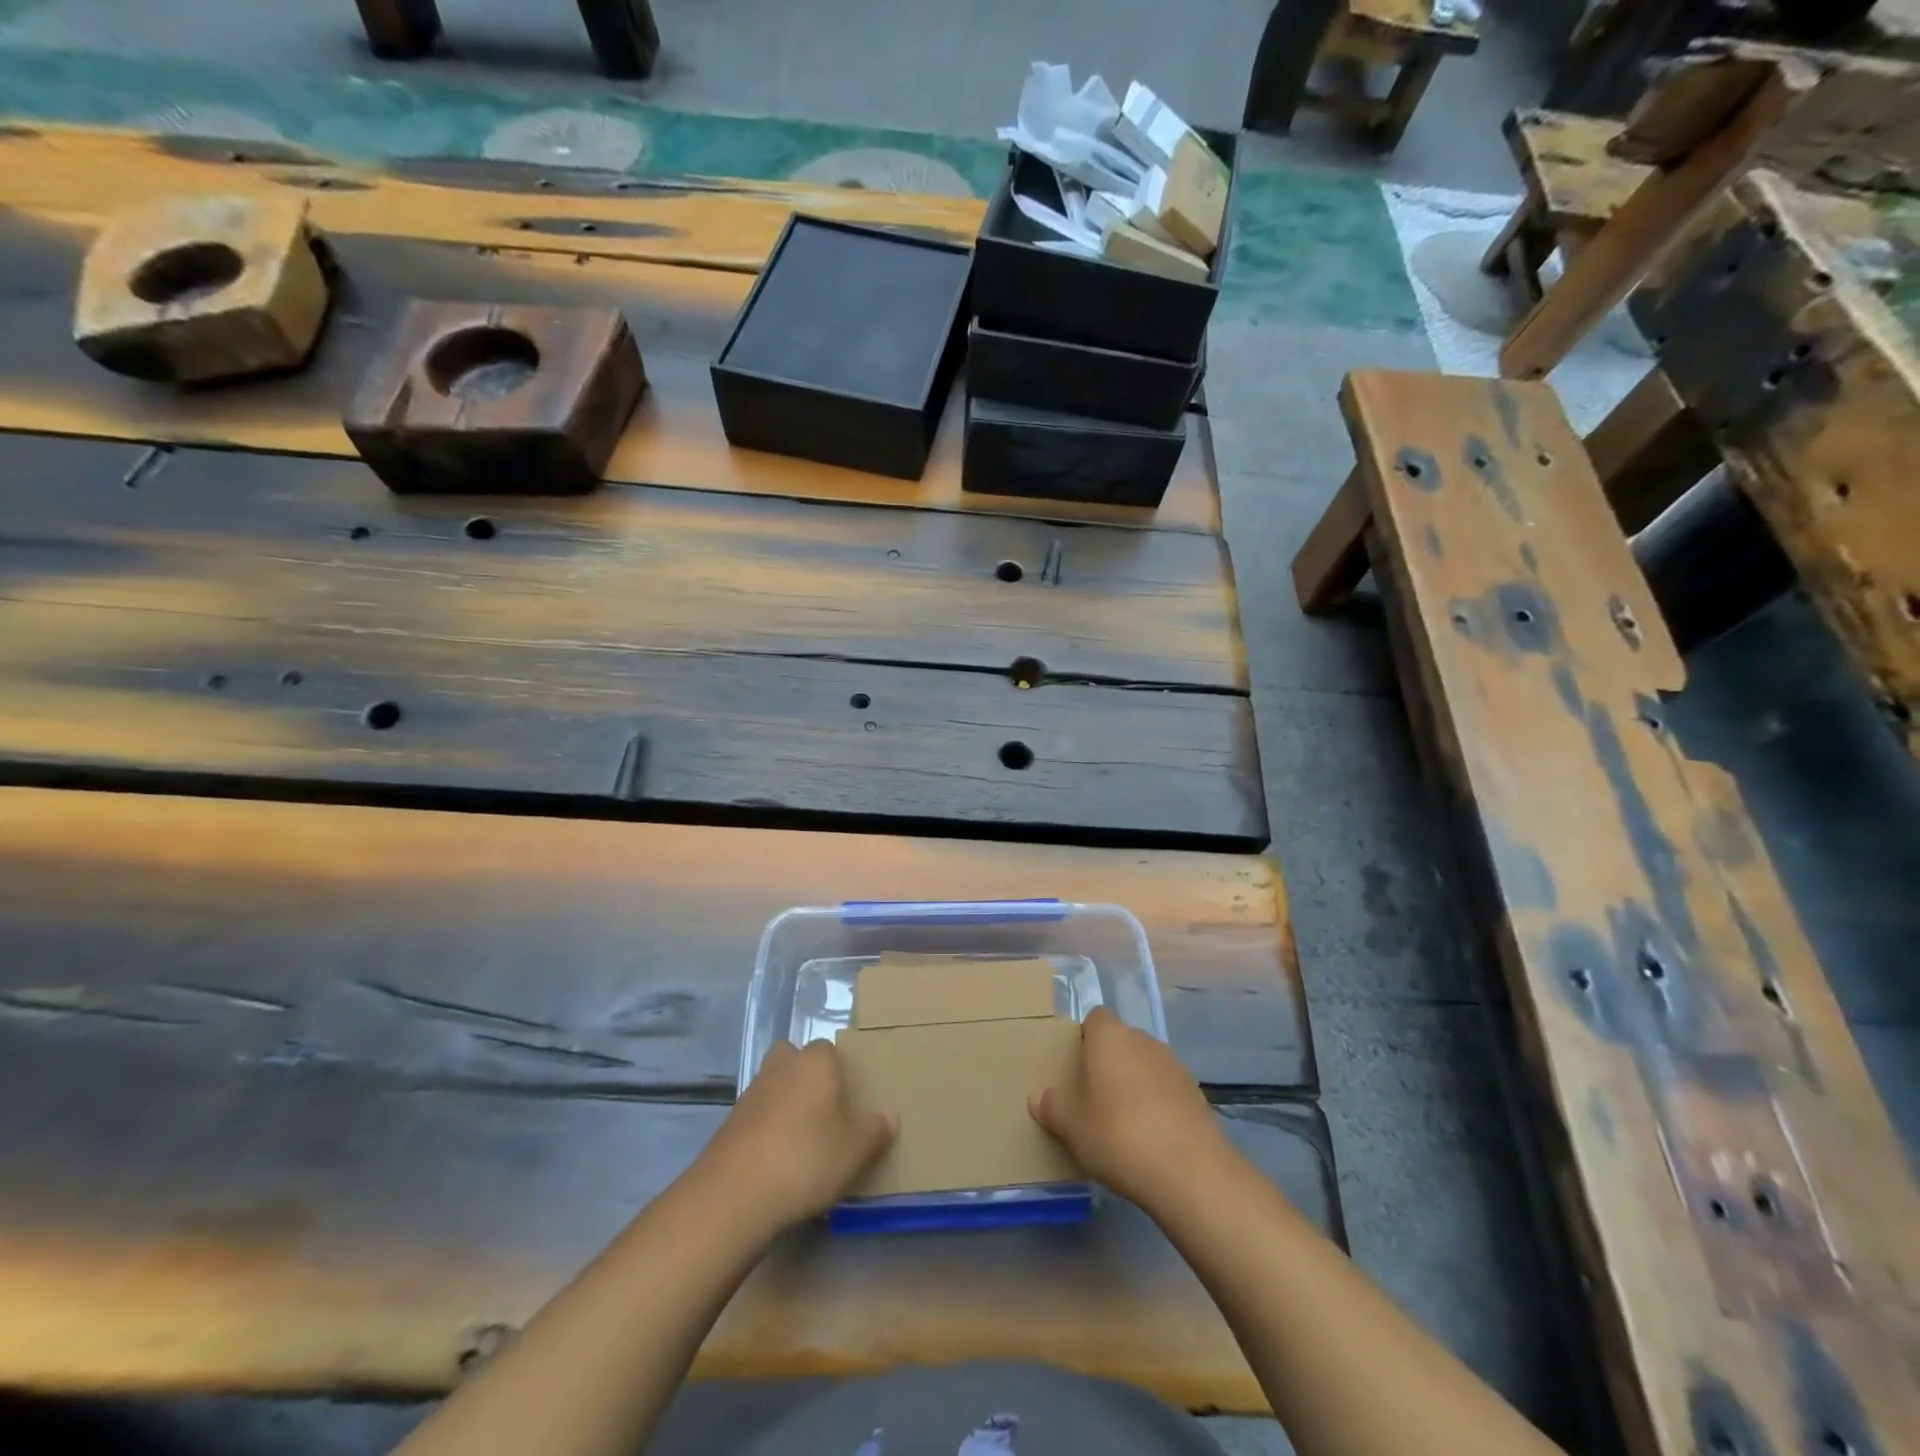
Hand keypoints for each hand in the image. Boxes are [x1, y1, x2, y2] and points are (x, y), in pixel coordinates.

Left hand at [698, 1039, 894, 1231]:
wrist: (735, 1194)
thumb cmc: (806, 1158)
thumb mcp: (855, 1149)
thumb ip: (875, 1130)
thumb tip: (889, 1117)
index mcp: (814, 1062)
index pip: (829, 1049)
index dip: (839, 1070)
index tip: (850, 1098)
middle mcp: (781, 1068)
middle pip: (793, 1058)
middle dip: (804, 1076)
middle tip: (823, 1110)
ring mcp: (750, 1095)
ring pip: (773, 1088)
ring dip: (784, 1105)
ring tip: (803, 1143)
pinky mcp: (728, 1126)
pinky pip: (756, 1119)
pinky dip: (765, 1132)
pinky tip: (777, 1163)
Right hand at [1029, 1007, 1232, 1209]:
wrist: (1190, 1171)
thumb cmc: (1119, 1137)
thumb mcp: (1074, 1128)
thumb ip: (1053, 1108)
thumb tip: (1037, 1097)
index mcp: (1110, 1038)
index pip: (1095, 1018)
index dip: (1085, 1037)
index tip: (1076, 1067)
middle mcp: (1143, 1040)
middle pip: (1121, 1041)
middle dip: (1109, 1062)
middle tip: (1093, 1097)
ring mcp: (1174, 1064)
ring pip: (1145, 1064)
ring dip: (1135, 1082)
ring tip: (1123, 1121)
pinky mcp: (1196, 1091)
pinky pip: (1166, 1087)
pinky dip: (1158, 1102)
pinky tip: (1151, 1136)